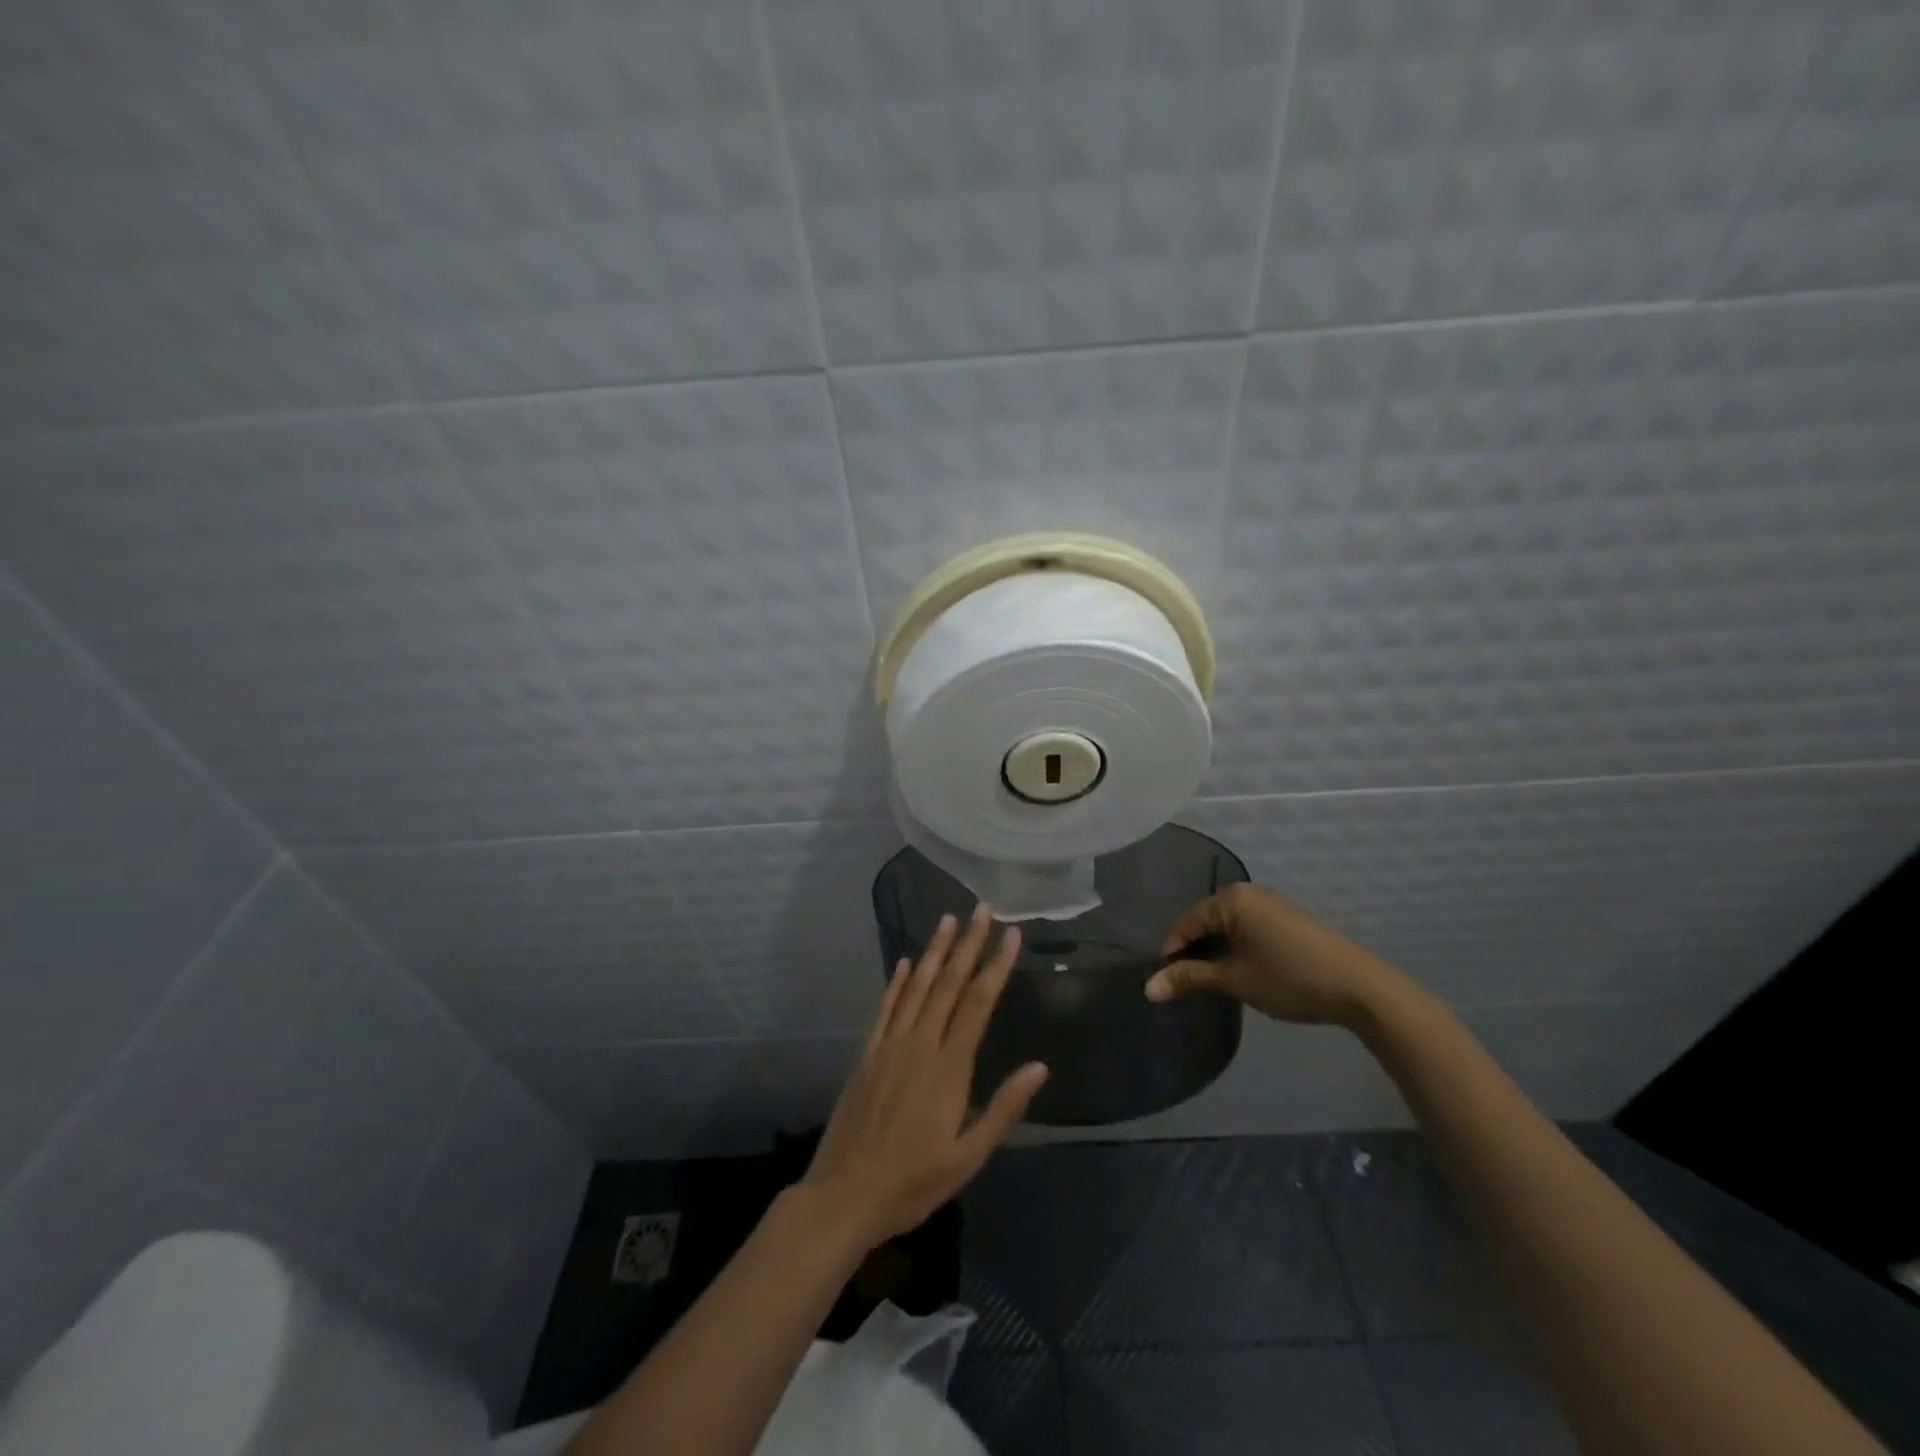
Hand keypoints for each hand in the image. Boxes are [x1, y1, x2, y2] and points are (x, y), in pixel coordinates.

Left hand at [801, 904, 1048, 1248]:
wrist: (844, 1195)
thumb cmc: (913, 1183)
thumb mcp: (968, 1158)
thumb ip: (1003, 1109)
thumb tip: (1039, 1066)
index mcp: (949, 1068)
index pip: (978, 1003)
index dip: (996, 966)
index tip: (1011, 935)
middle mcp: (920, 1044)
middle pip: (948, 984)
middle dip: (967, 944)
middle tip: (981, 910)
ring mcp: (889, 1045)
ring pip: (916, 987)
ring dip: (934, 951)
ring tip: (947, 919)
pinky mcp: (867, 1054)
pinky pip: (885, 1008)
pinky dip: (897, 981)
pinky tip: (905, 962)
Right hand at [1144, 882, 1411, 1028]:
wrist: (1359, 986)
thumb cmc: (1288, 978)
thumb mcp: (1234, 979)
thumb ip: (1189, 978)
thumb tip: (1147, 989)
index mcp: (1230, 899)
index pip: (1184, 923)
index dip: (1172, 953)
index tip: (1166, 983)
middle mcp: (1247, 892)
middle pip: (1204, 922)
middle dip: (1193, 951)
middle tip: (1187, 984)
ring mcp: (1269, 904)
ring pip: (1226, 926)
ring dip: (1216, 951)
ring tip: (1212, 981)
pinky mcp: (1286, 918)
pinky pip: (1246, 928)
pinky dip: (1236, 947)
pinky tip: (1241, 970)